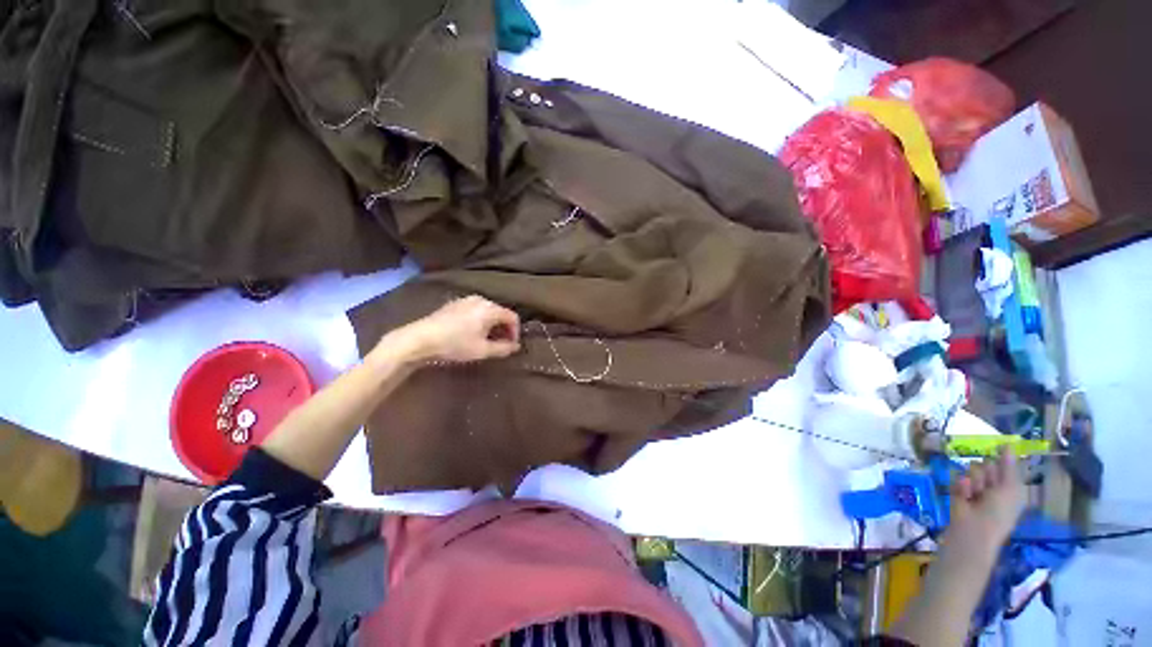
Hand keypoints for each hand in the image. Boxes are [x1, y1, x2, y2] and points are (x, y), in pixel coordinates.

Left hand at [383, 295, 520, 364]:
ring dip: (492, 325)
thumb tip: (516, 347)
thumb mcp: (482, 350)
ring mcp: (466, 300)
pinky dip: (480, 320)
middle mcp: (481, 300)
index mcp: (490, 309)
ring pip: (488, 311)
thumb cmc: (455, 344)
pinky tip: (472, 333)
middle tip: (501, 344)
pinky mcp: (454, 304)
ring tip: (487, 340)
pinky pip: (475, 310)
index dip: (515, 332)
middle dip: (504, 329)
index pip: (512, 317)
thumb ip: (503, 348)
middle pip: (501, 313)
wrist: (420, 339)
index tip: (511, 346)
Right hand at [950, 447, 1027, 544]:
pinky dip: (961, 486)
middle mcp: (994, 485)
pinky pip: (958, 477)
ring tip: (974, 495)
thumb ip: (1008, 466)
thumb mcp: (1010, 488)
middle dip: (986, 474)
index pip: (1004, 464)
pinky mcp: (958, 489)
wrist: (973, 529)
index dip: (1001, 463)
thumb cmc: (999, 512)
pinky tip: (964, 496)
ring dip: (973, 481)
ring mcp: (975, 487)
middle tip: (988, 488)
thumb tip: (1007, 443)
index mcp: (1010, 486)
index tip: (997, 467)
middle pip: (987, 464)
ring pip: (972, 469)